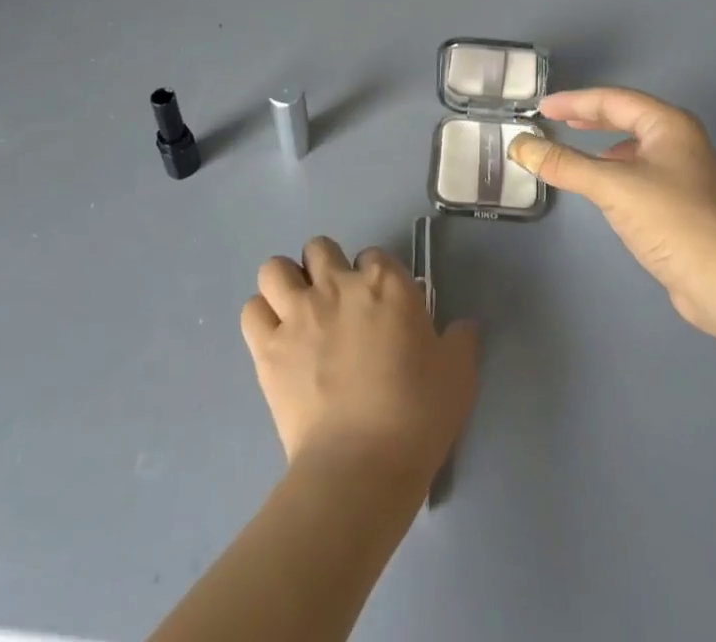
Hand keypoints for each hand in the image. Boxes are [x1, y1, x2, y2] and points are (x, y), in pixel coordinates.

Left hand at [241, 237, 478, 482]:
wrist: (361, 467)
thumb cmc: (416, 416)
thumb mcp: (457, 375)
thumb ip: (459, 341)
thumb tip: (463, 327)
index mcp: (385, 283)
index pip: (374, 255)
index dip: (375, 278)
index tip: (380, 306)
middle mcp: (338, 284)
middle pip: (320, 248)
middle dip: (325, 268)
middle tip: (335, 303)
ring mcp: (298, 313)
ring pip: (276, 268)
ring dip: (285, 284)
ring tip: (296, 311)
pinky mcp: (267, 347)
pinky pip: (252, 311)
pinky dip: (261, 318)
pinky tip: (275, 338)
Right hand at [509, 88, 715, 340]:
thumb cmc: (672, 220)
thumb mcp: (612, 186)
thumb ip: (565, 164)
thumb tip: (520, 146)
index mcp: (668, 124)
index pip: (613, 99)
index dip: (575, 101)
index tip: (542, 107)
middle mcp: (679, 140)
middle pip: (626, 116)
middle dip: (589, 116)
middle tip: (554, 119)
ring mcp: (684, 172)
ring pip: (634, 144)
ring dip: (602, 142)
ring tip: (574, 144)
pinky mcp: (682, 202)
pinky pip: (639, 170)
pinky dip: (615, 168)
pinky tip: (603, 184)